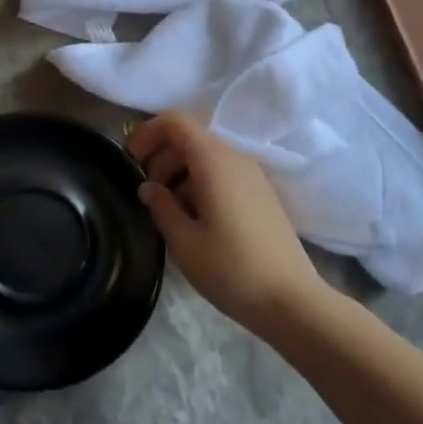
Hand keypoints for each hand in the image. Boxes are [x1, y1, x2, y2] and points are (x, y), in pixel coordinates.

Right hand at [129, 112, 323, 336]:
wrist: (292, 301)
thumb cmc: (231, 268)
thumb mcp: (184, 241)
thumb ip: (161, 206)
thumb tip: (148, 187)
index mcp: (213, 161)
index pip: (176, 122)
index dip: (148, 132)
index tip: (130, 158)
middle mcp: (235, 158)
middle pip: (190, 139)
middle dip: (161, 156)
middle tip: (146, 192)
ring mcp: (253, 176)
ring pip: (207, 157)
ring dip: (180, 172)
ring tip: (167, 209)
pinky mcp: (262, 195)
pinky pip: (223, 174)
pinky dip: (200, 183)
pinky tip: (194, 218)